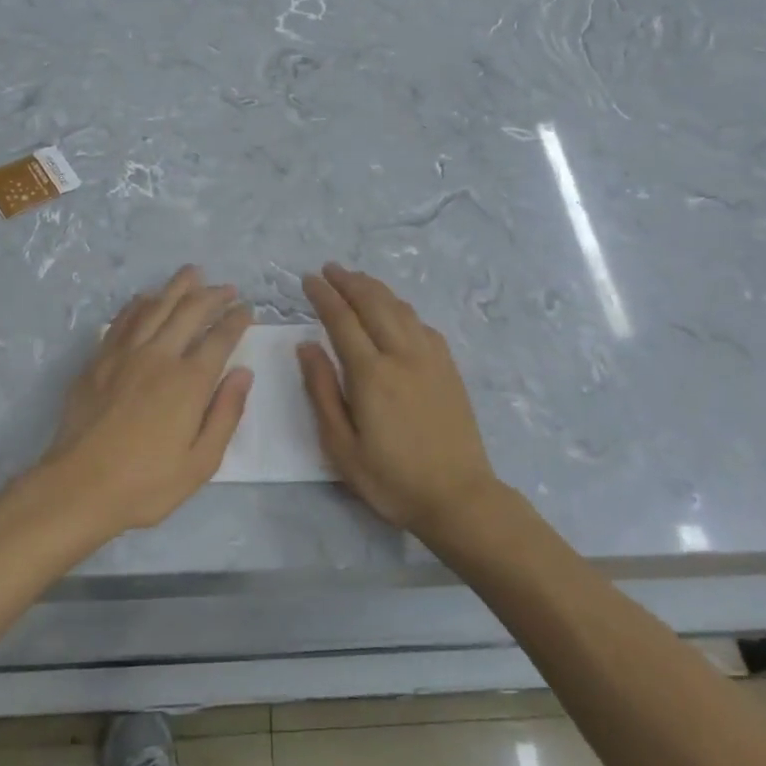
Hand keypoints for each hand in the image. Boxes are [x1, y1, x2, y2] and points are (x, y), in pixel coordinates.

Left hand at [41, 266, 252, 535]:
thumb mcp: (201, 462)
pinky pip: (123, 320)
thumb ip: (226, 414)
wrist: (78, 486)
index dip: (236, 320)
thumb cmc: (146, 483)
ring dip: (178, 287)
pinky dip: (140, 304)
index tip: (247, 309)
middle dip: (213, 295)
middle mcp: (160, 356)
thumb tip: (243, 373)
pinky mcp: (99, 359)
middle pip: (190, 311)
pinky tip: (147, 297)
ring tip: (193, 273)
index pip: (220, 338)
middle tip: (227, 288)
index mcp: (189, 381)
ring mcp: (125, 354)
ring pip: (156, 307)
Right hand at [298, 263, 500, 534]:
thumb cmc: (392, 479)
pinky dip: (401, 308)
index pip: (342, 319)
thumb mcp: (342, 447)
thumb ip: (322, 391)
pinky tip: (395, 311)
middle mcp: (402, 354)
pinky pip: (421, 323)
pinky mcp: (448, 366)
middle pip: (373, 303)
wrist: (459, 496)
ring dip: (375, 288)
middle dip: (348, 281)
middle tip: (329, 269)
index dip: (323, 295)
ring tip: (356, 279)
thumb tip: (306, 346)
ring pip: (400, 308)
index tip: (308, 279)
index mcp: (372, 374)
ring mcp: (430, 357)